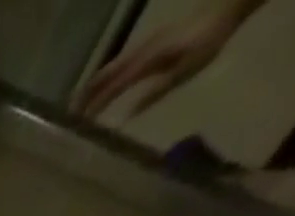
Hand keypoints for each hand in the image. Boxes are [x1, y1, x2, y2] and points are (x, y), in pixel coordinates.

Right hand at [73, 3, 249, 120]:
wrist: (228, 5)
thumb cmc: (208, 40)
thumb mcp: (184, 71)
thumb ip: (154, 92)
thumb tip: (125, 117)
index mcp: (144, 62)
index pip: (110, 88)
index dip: (91, 107)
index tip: (75, 125)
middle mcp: (138, 52)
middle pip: (102, 76)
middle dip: (83, 97)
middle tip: (66, 118)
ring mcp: (142, 45)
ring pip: (107, 69)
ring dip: (91, 87)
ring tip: (78, 105)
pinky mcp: (148, 43)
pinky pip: (118, 64)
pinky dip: (104, 78)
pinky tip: (102, 87)